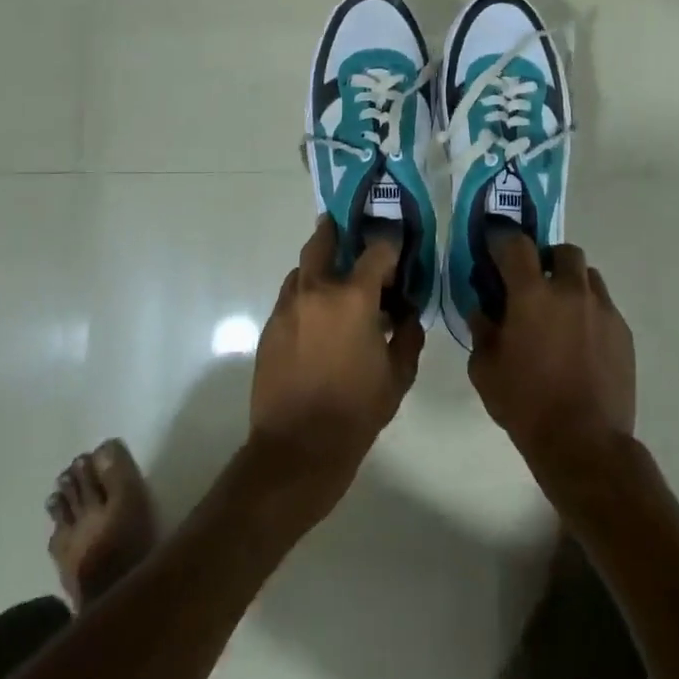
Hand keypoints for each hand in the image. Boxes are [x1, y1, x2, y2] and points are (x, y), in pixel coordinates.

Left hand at [249, 216, 424, 508]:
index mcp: (353, 297)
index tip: (398, 249)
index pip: (377, 249)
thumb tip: (408, 314)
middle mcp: (316, 290)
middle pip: (323, 240)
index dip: (391, 245)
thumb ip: (409, 335)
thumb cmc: (356, 411)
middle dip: (338, 230)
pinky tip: (318, 318)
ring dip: (320, 267)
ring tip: (336, 284)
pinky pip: (291, 297)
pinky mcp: (270, 326)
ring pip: (303, 269)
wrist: (298, 447)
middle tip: (351, 232)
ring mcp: (287, 306)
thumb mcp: (399, 375)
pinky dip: (306, 296)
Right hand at [468, 235, 635, 486]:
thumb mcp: (485, 369)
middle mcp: (571, 291)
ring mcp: (603, 310)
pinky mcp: (624, 332)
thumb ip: (481, 331)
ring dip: (572, 283)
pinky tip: (581, 341)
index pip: (517, 244)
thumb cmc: (526, 404)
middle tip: (534, 285)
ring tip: (561, 312)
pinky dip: (590, 312)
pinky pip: (605, 306)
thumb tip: (483, 312)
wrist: (584, 443)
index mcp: (532, 294)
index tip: (495, 249)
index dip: (503, 240)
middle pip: (563, 251)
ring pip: (588, 276)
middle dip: (547, 260)